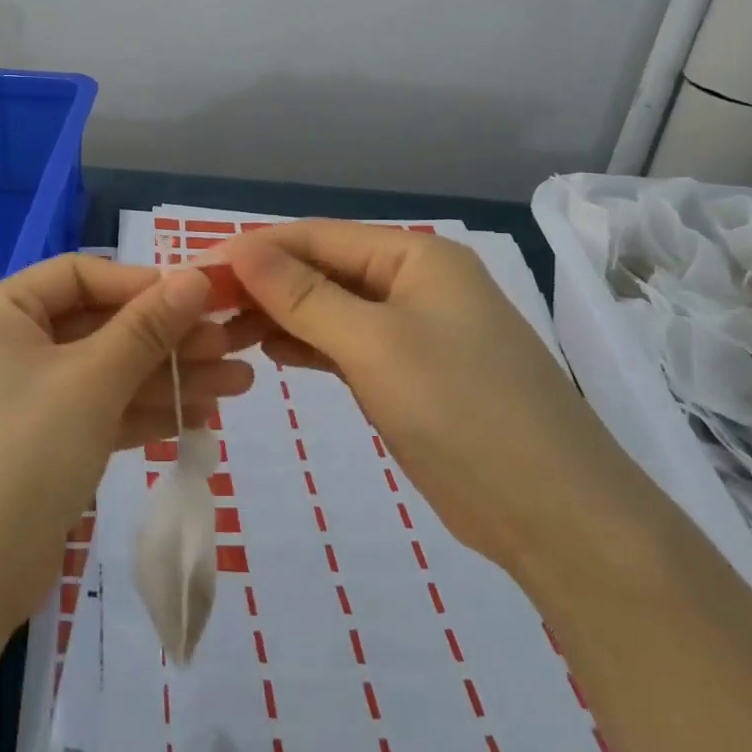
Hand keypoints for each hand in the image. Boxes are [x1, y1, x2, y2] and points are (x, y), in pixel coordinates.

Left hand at [0, 255, 255, 631]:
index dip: (141, 283)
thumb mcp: (93, 381)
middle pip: (99, 326)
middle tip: (232, 346)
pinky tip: (201, 415)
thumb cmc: (24, 454)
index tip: (200, 298)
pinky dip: (143, 412)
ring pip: (105, 373)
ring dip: (168, 377)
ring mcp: (24, 398)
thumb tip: (197, 276)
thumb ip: (148, 326)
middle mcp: (7, 346)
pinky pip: (97, 412)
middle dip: (167, 338)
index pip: (79, 275)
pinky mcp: (41, 444)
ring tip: (238, 384)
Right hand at [223, 222, 648, 572]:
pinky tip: (271, 354)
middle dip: (264, 285)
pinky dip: (309, 346)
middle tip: (201, 310)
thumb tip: (241, 249)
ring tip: (224, 333)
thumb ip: (302, 295)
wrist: (556, 515)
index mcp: (415, 257)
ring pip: (331, 308)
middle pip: (323, 270)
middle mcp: (415, 283)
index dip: (255, 249)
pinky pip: (347, 344)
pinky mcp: (411, 374)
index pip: (317, 237)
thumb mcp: (373, 345)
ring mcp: (415, 330)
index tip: (195, 269)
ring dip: (281, 316)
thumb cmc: (462, 411)